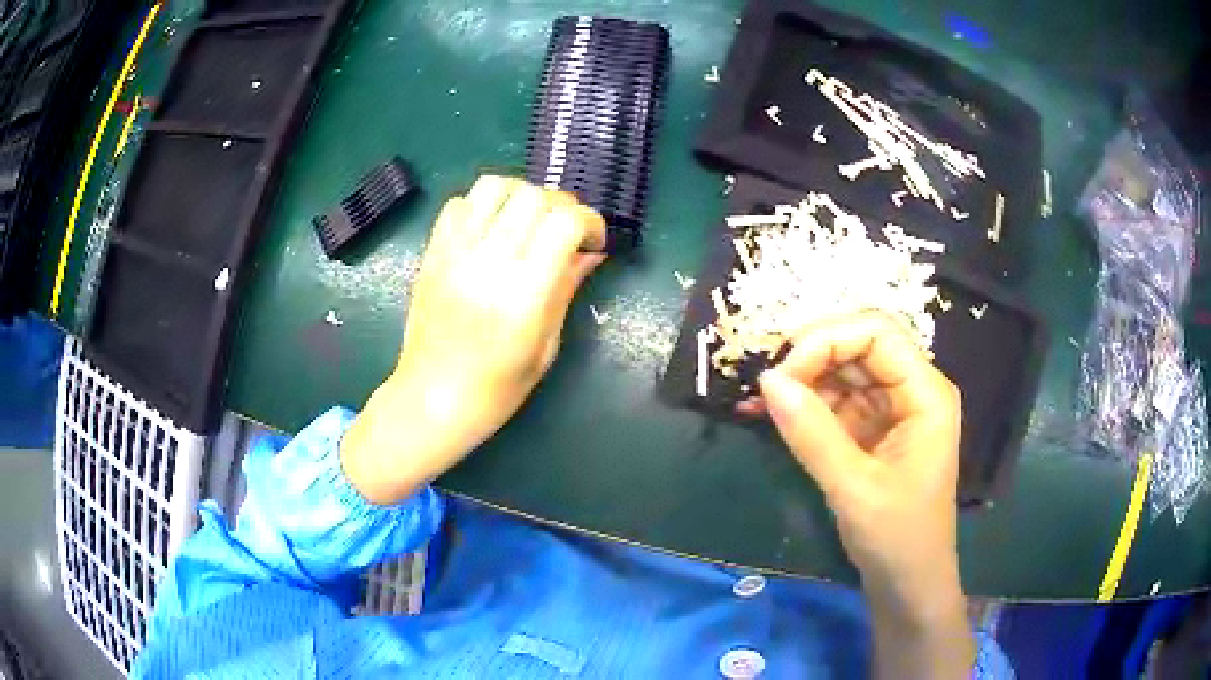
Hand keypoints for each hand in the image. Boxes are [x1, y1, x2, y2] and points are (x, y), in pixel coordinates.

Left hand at [341, 176, 606, 504]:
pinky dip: (483, 206)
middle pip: (533, 196)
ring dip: (521, 195)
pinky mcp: (432, 253)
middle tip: (565, 233)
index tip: (594, 242)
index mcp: (522, 295)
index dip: (590, 221)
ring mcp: (454, 254)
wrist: (431, 399)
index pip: (563, 222)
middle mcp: (487, 263)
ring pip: (494, 186)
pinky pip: (459, 203)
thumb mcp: (546, 346)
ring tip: (528, 221)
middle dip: (561, 207)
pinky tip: (492, 230)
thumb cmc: (496, 388)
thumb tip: (592, 252)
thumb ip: (567, 289)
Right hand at [746, 312, 972, 677]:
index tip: (783, 374)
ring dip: (802, 380)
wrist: (908, 584)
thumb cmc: (897, 538)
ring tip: (759, 401)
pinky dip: (804, 405)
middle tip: (767, 386)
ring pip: (843, 370)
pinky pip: (836, 401)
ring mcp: (891, 409)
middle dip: (810, 356)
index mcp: (926, 393)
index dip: (828, 339)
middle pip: (859, 344)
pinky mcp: (872, 430)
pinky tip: (770, 414)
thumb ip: (812, 432)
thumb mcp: (854, 488)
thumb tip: (766, 379)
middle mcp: (911, 390)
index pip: (877, 333)